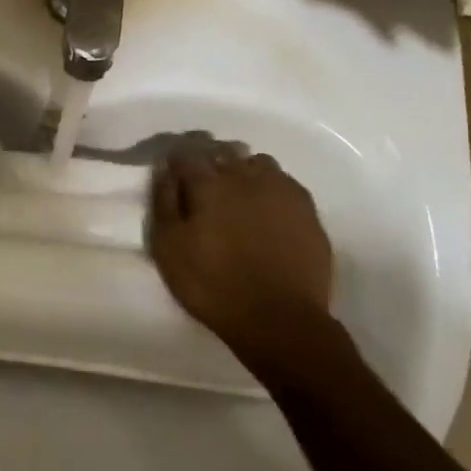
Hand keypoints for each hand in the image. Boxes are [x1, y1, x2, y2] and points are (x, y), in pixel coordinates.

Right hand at [148, 142, 337, 362]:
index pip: (187, 155)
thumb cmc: (212, 285)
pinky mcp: (306, 208)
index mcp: (208, 184)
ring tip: (236, 193)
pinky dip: (270, 186)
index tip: (172, 172)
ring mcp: (280, 189)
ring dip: (242, 170)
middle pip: (223, 152)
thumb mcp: (168, 248)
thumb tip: (164, 169)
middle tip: (202, 184)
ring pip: (256, 162)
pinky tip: (267, 207)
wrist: (279, 318)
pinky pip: (284, 181)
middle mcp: (245, 176)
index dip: (177, 161)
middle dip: (209, 161)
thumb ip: (164, 202)